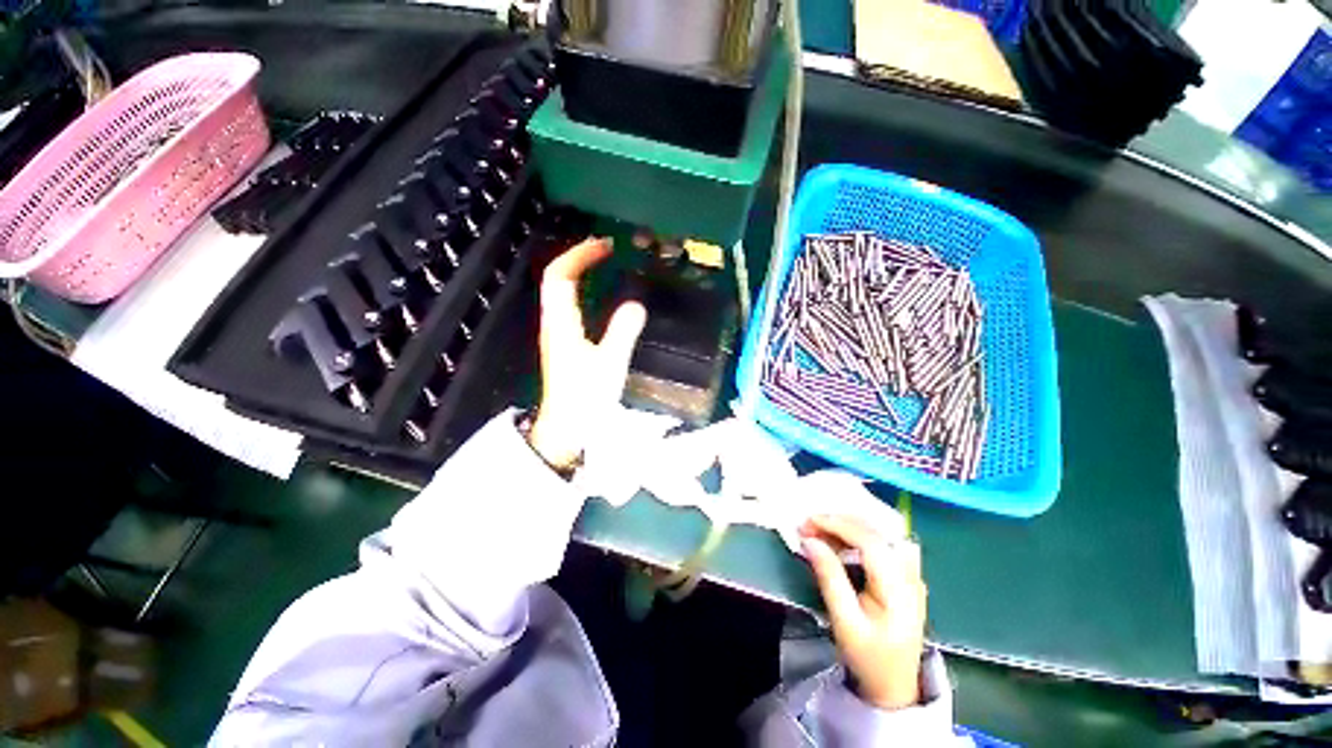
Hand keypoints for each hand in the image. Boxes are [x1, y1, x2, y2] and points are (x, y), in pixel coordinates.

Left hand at [529, 237, 646, 467]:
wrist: (567, 427)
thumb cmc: (585, 397)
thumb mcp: (610, 363)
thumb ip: (623, 332)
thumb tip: (636, 304)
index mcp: (561, 323)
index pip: (560, 276)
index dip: (578, 255)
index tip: (604, 246)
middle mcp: (554, 322)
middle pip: (557, 279)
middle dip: (579, 258)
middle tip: (606, 250)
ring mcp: (558, 333)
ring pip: (562, 292)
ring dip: (580, 273)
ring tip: (606, 265)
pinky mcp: (565, 343)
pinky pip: (570, 306)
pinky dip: (584, 291)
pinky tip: (603, 297)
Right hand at [800, 514, 926, 710]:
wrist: (895, 687)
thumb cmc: (868, 658)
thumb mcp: (844, 623)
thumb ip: (829, 578)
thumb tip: (809, 540)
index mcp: (899, 589)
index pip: (870, 541)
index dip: (837, 525)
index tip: (808, 522)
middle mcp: (910, 575)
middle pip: (874, 532)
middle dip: (837, 523)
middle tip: (807, 525)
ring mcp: (910, 574)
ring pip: (877, 533)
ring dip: (845, 526)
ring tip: (817, 531)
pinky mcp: (904, 575)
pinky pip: (880, 543)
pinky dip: (855, 535)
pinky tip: (837, 540)